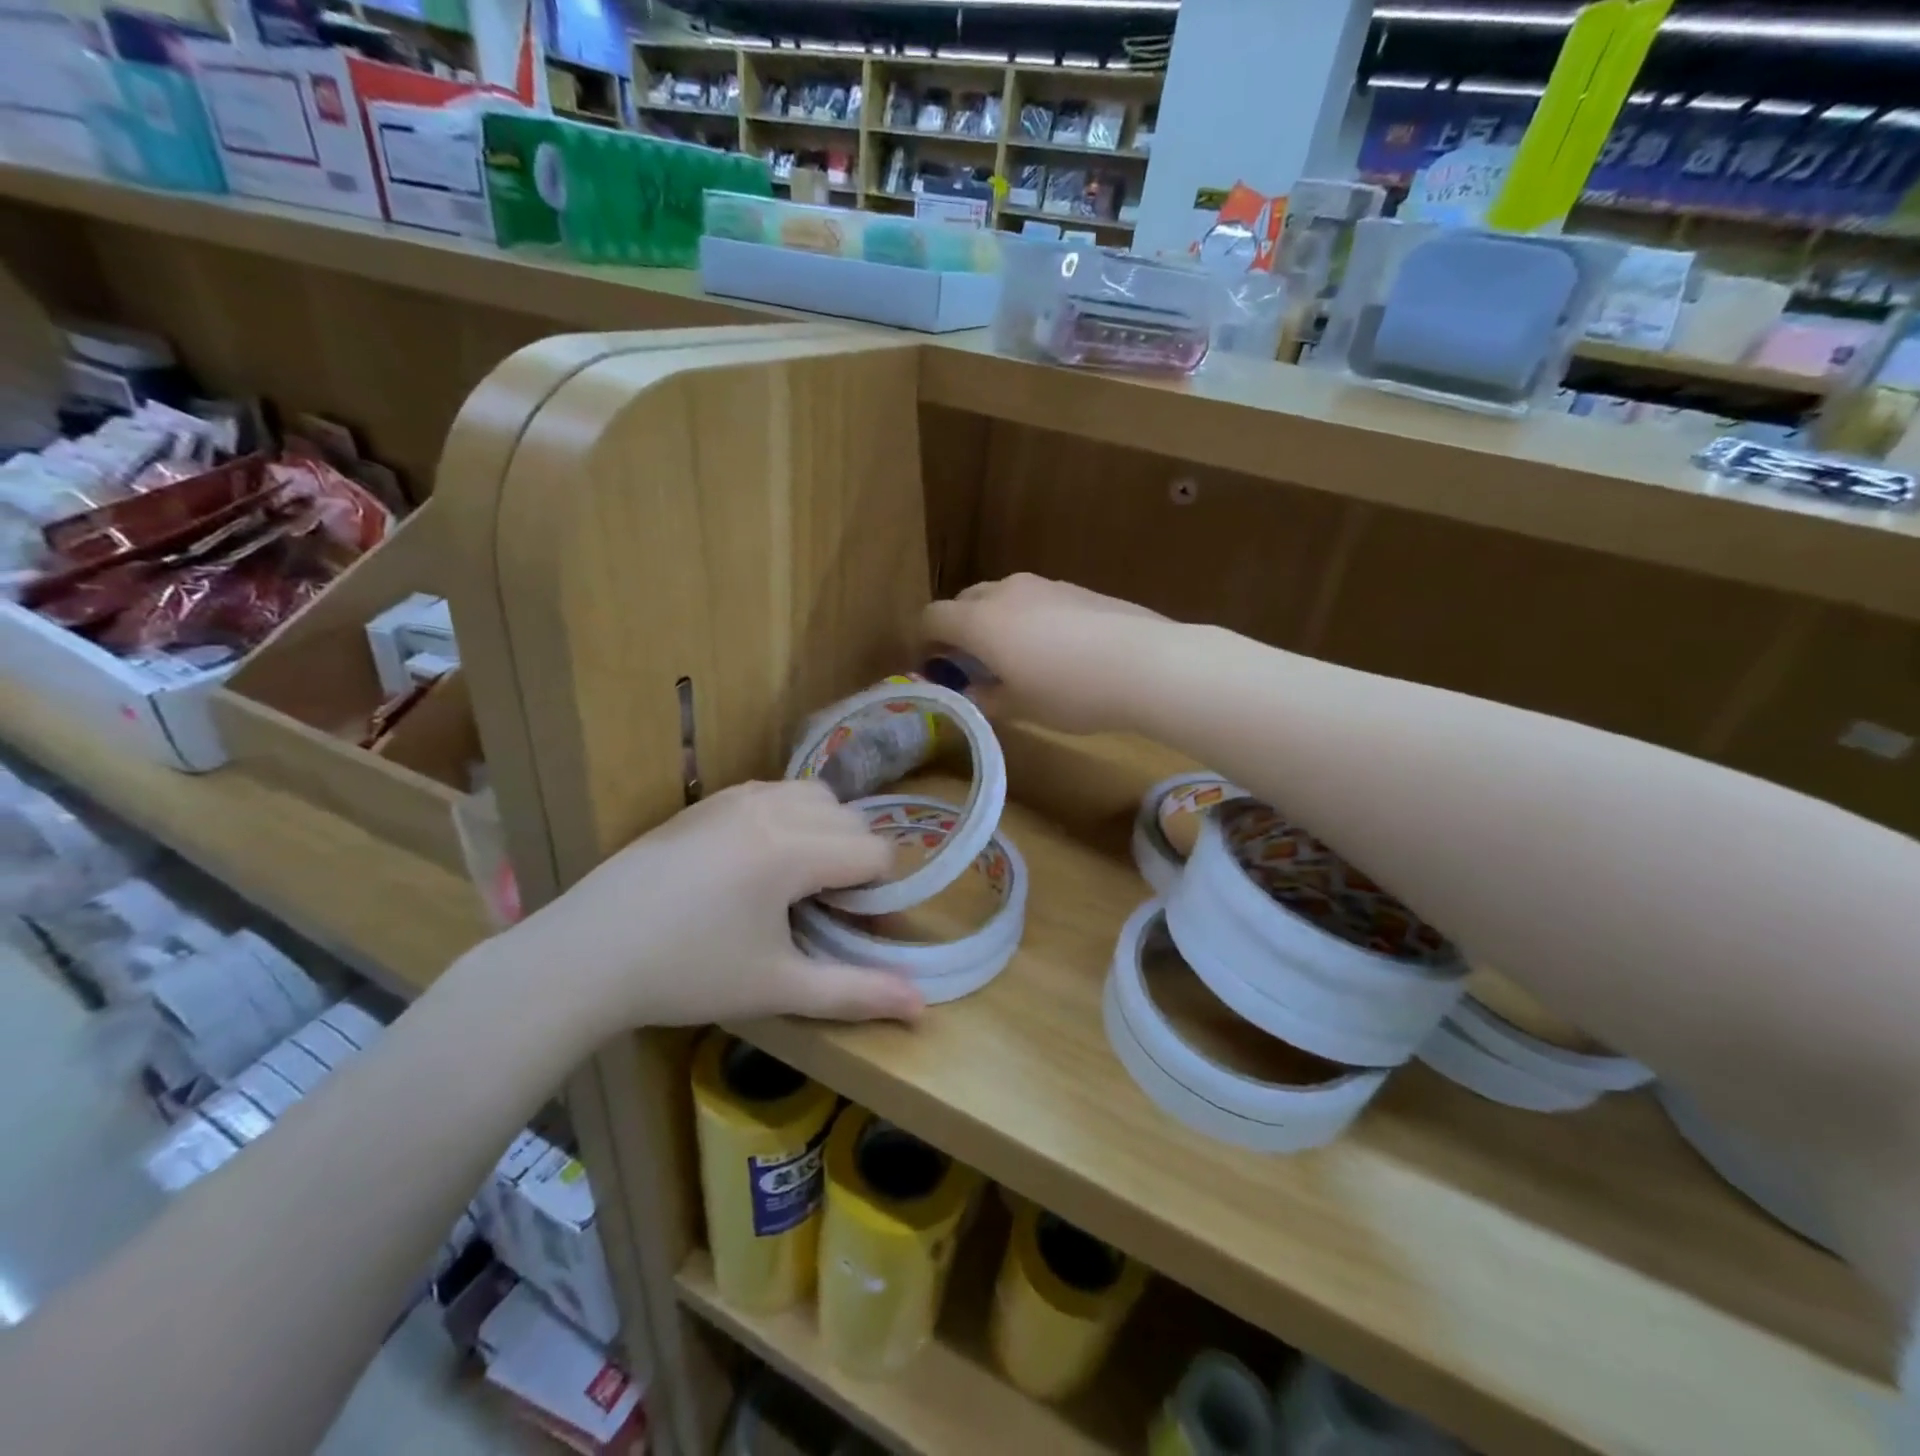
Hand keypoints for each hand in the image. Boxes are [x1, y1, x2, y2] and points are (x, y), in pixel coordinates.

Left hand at [489, 780, 923, 1031]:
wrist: (584, 956)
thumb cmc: (686, 974)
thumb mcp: (777, 987)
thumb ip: (855, 993)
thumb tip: (923, 1007)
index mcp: (792, 849)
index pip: (875, 851)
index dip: (879, 894)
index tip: (855, 930)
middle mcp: (770, 807)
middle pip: (851, 819)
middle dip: (857, 861)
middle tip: (829, 912)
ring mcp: (735, 797)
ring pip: (815, 796)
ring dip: (826, 832)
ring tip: (799, 882)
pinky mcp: (707, 801)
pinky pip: (774, 792)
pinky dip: (791, 817)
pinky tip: (760, 863)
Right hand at [922, 574, 1172, 734]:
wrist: (1146, 663)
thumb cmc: (1071, 691)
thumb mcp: (1021, 707)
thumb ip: (987, 697)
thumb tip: (973, 691)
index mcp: (981, 621)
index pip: (932, 617)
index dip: (924, 641)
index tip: (932, 666)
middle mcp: (1006, 592)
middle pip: (965, 600)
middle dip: (959, 628)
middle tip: (971, 663)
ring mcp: (1044, 584)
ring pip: (1002, 597)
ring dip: (995, 621)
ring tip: (1015, 656)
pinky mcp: (1076, 588)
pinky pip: (1036, 599)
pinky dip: (1028, 618)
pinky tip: (1055, 649)